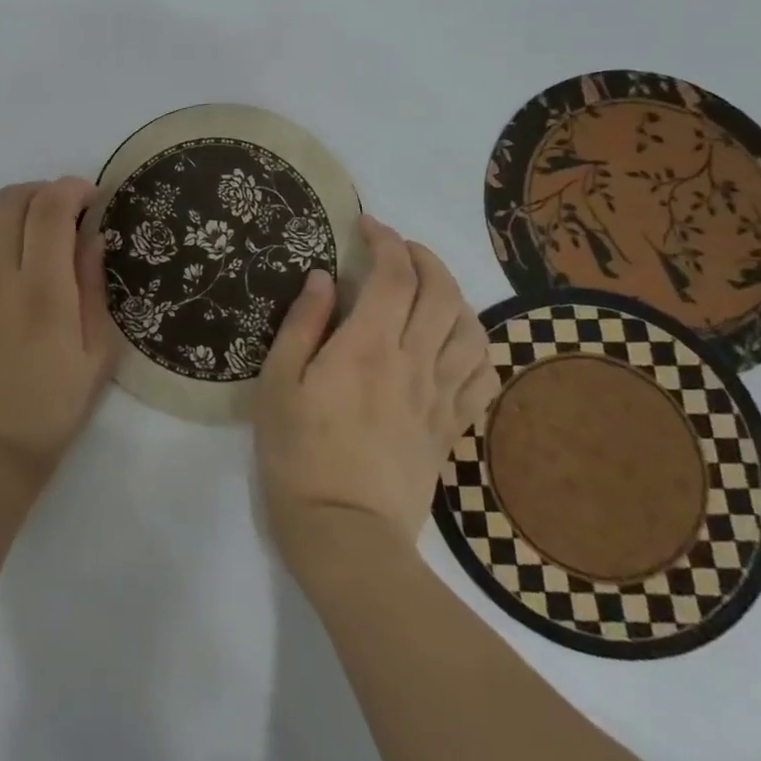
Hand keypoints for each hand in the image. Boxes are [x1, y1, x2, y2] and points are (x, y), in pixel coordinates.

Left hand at [0, 178, 114, 489]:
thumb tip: (92, 235)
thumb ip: (93, 287)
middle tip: (60, 214)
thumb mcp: (95, 355)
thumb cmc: (50, 409)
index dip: (71, 188)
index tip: (89, 199)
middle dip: (42, 192)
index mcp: (43, 290)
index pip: (50, 208)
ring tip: (20, 231)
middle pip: (12, 200)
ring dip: (2, 208)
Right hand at [255, 216, 498, 578]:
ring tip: (427, 289)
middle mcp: (413, 363)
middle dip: (422, 256)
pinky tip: (453, 343)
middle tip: (396, 248)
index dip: (385, 240)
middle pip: (440, 292)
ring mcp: (439, 396)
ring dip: (453, 295)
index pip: (394, 275)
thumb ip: (301, 324)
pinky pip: (482, 376)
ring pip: (470, 329)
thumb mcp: (278, 384)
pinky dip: (475, 347)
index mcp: (367, 347)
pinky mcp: (451, 428)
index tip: (366, 226)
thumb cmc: (297, 454)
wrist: (344, 534)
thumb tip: (322, 277)